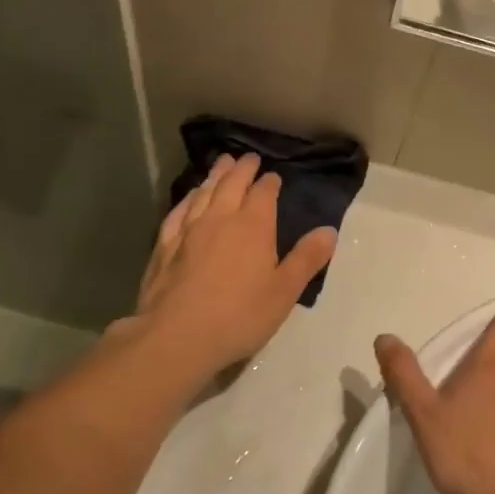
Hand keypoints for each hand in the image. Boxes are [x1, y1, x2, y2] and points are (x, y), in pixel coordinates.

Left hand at [117, 153, 336, 385]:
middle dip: (243, 168)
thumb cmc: (239, 315)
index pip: (264, 193)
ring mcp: (189, 229)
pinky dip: (188, 198)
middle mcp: (220, 217)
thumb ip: (307, 258)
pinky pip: (178, 212)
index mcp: (254, 225)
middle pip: (232, 183)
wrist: (177, 336)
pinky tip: (189, 197)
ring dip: (215, 175)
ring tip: (222, 163)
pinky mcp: (164, 245)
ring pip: (204, 192)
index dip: (270, 183)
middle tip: (249, 158)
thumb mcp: (284, 291)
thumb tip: (329, 230)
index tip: (274, 177)